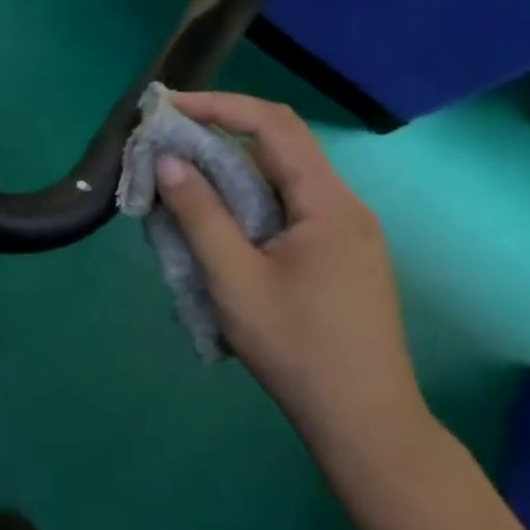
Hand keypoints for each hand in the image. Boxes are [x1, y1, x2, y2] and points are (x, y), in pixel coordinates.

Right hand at [151, 92, 429, 458]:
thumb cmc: (297, 349)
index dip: (219, 106)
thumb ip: (200, 215)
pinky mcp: (336, 254)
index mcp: (327, 204)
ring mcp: (344, 232)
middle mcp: (343, 206)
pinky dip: (244, 197)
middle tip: (165, 139)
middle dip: (219, 132)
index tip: (168, 108)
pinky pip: (285, 206)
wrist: (364, 422)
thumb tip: (168, 160)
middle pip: (279, 145)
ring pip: (280, 177)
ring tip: (179, 178)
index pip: (273, 126)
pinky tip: (214, 221)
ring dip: (229, 168)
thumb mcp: (234, 280)